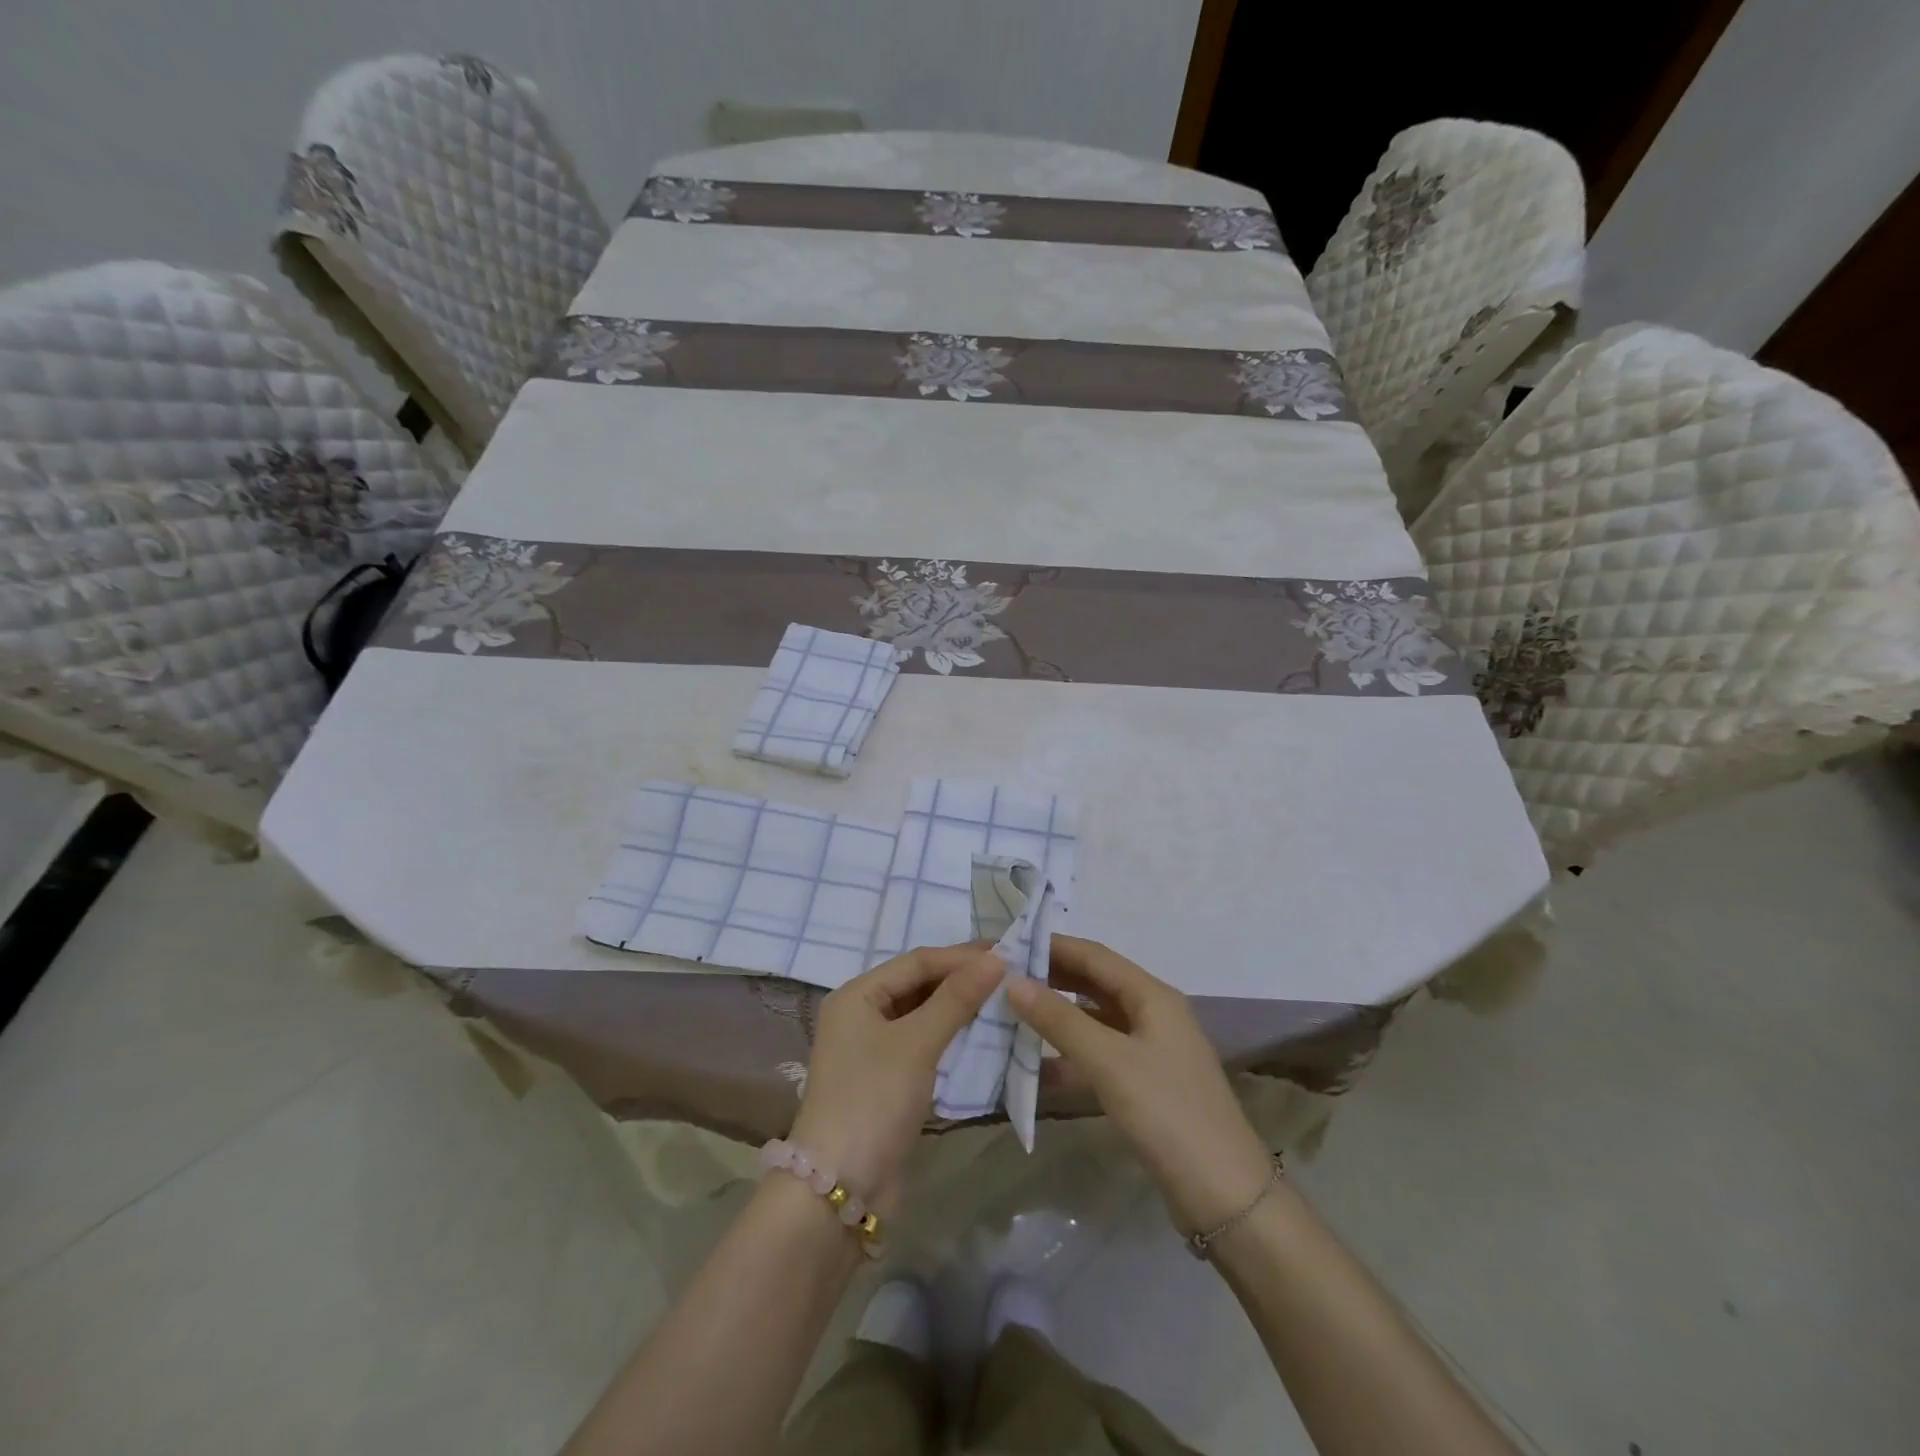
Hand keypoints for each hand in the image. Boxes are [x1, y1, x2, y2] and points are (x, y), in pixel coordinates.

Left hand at [788, 944, 1002, 1213]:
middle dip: (961, 980)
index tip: (1007, 955)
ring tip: (1002, 1001)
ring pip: (921, 1015)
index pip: (917, 962)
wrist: (839, 1188)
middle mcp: (860, 1015)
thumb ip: (956, 999)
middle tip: (1009, 975)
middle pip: (918, 985)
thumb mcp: (917, 1043)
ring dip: (958, 1008)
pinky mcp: (885, 1081)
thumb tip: (997, 959)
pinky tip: (980, 1037)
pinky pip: (922, 1045)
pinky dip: (950, 1037)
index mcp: (857, 995)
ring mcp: (871, 1050)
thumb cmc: (874, 1099)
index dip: (961, 957)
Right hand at [1006, 935, 1273, 1235]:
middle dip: (1051, 979)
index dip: (1052, 946)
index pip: (1094, 955)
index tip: (1008, 945)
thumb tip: (1012, 981)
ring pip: (1094, 1021)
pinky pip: (1099, 1056)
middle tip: (1002, 978)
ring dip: (1056, 1017)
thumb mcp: (1108, 1061)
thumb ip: (1059, 1019)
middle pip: (1094, 984)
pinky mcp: (1145, 1085)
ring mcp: (1150, 1051)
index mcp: (1152, 995)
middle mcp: (1153, 1014)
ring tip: (1010, 1015)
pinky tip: (1035, 1067)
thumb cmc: (1167, 1112)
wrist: (1224, 1194)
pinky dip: (1069, 1056)